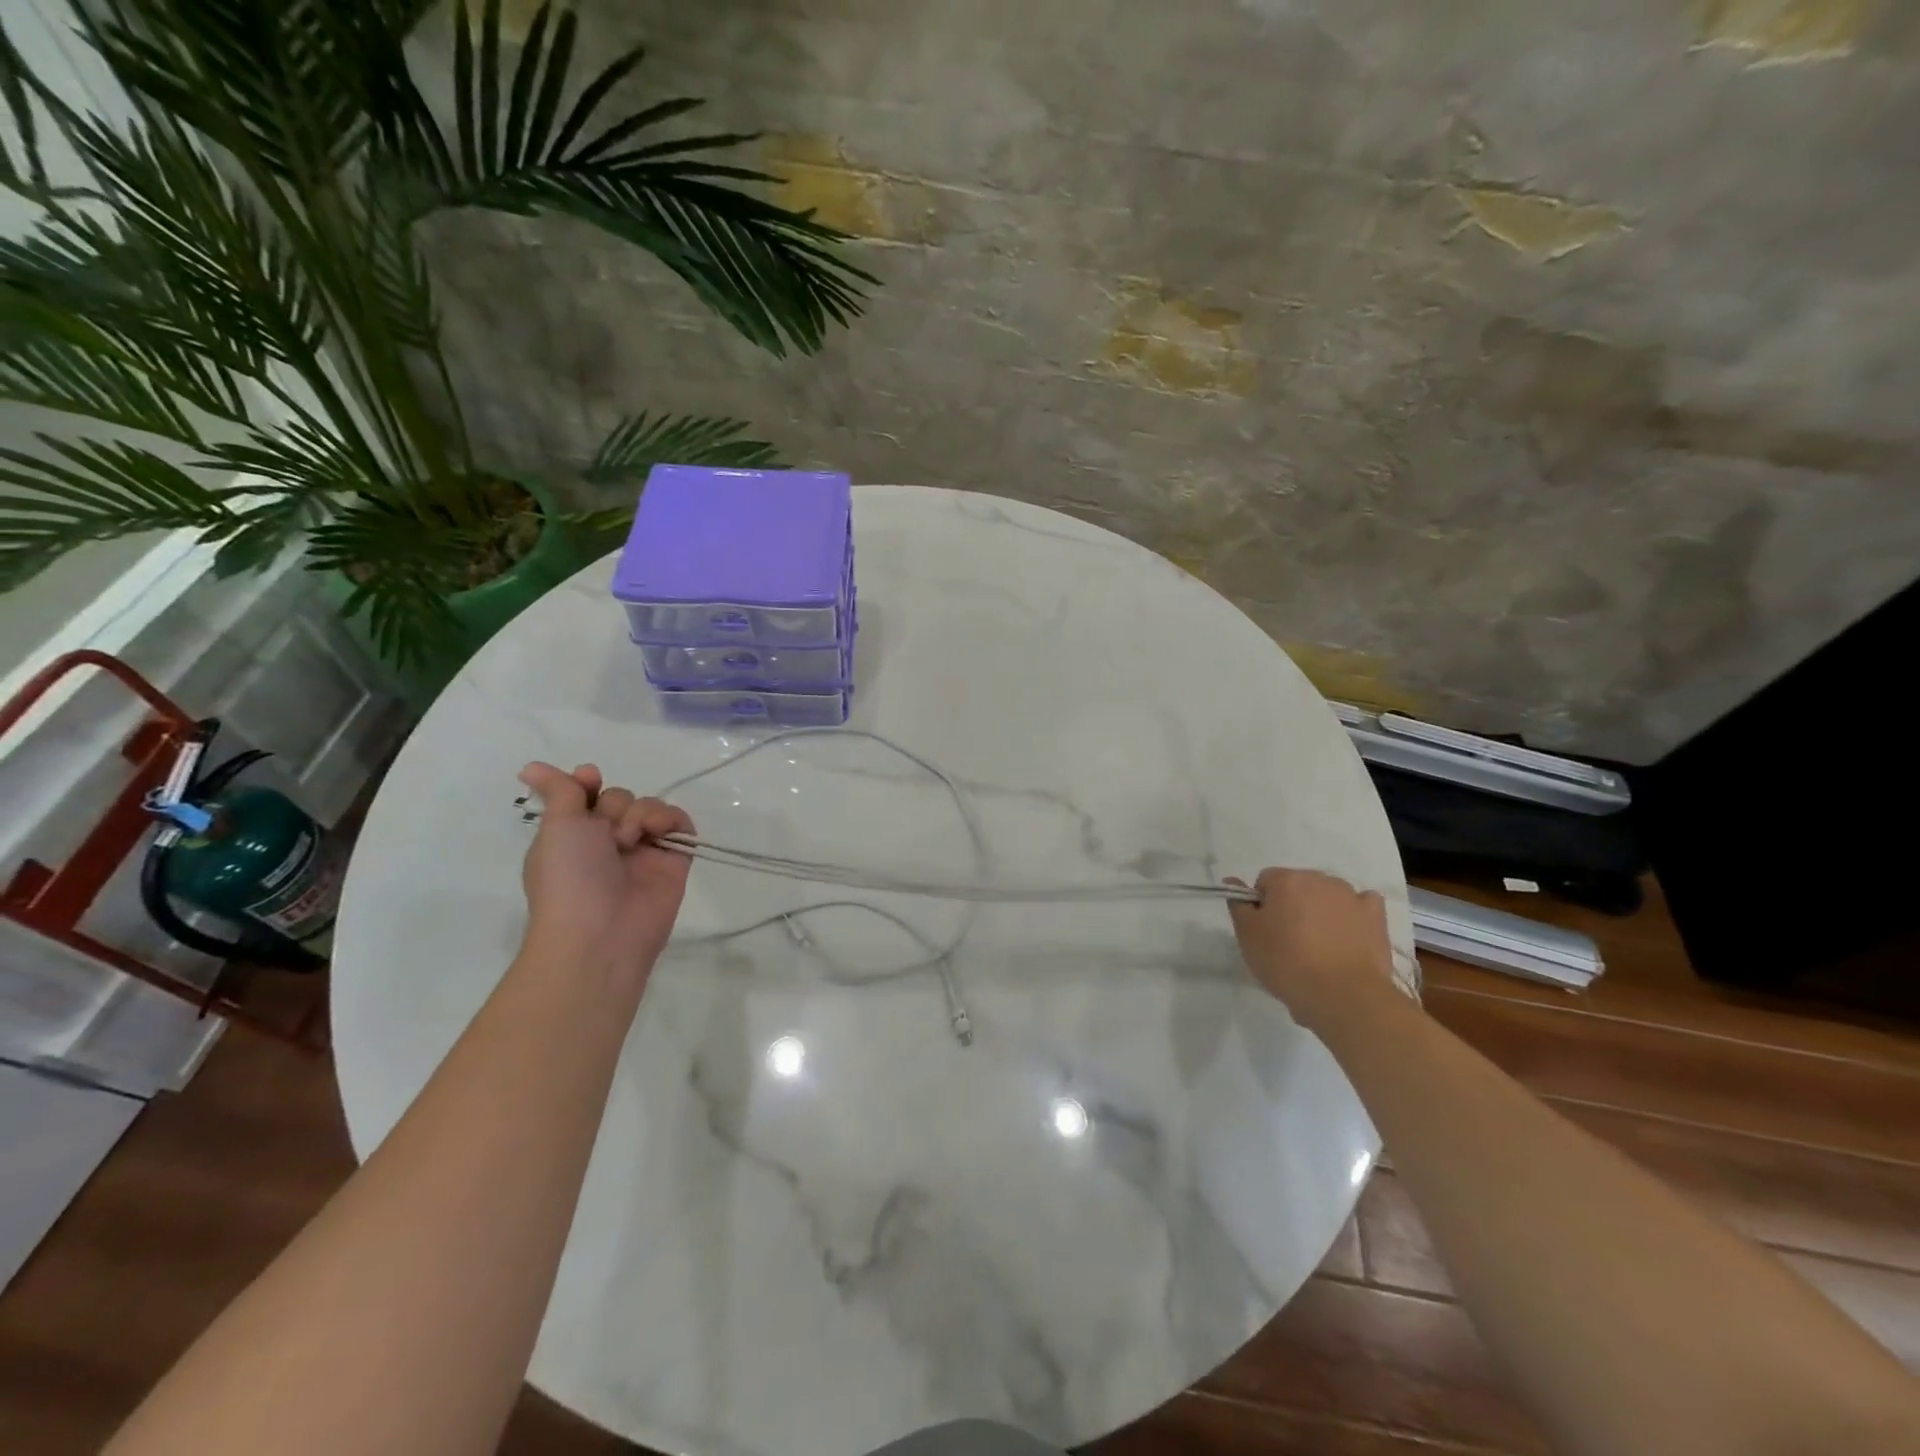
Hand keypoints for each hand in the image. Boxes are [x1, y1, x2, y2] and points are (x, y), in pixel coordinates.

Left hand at [517, 761, 694, 985]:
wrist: (602, 932)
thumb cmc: (569, 877)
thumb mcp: (557, 826)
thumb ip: (560, 790)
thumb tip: (531, 767)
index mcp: (572, 835)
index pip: (586, 794)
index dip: (588, 783)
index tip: (589, 780)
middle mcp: (606, 841)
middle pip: (620, 797)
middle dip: (616, 806)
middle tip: (608, 834)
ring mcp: (641, 851)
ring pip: (650, 806)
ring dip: (641, 813)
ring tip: (633, 839)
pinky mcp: (673, 860)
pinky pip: (679, 823)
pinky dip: (671, 820)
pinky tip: (659, 833)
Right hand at [1227, 868, 1395, 1029]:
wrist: (1344, 995)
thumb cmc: (1287, 963)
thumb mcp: (1248, 937)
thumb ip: (1239, 906)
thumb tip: (1234, 882)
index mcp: (1286, 880)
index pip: (1265, 882)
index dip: (1262, 907)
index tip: (1265, 933)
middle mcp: (1319, 879)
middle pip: (1297, 887)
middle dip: (1292, 908)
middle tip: (1289, 944)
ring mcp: (1351, 895)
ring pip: (1327, 896)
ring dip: (1320, 912)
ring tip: (1320, 950)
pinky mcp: (1376, 916)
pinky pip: (1361, 905)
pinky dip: (1353, 916)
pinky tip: (1348, 937)